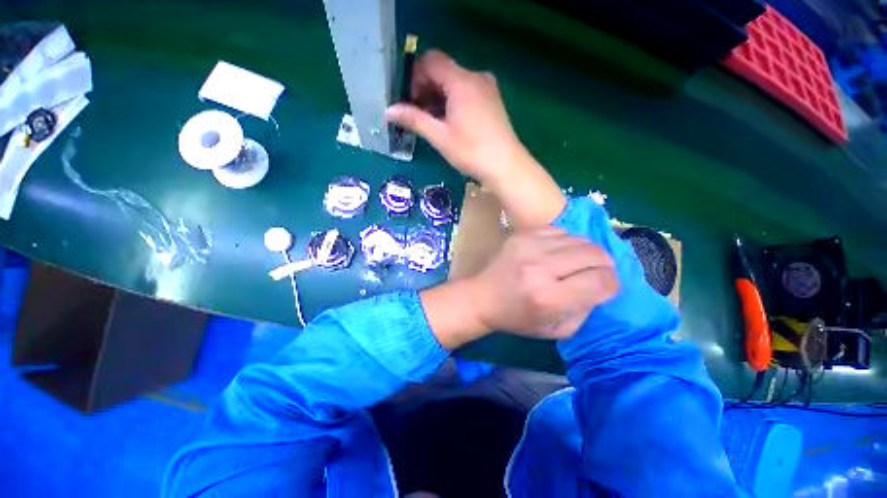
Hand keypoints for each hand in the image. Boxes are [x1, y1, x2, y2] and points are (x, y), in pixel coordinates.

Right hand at [386, 50, 524, 183]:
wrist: (506, 166)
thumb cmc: (471, 151)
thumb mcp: (440, 137)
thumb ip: (414, 119)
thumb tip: (389, 111)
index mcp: (461, 81)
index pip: (430, 61)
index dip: (415, 78)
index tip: (411, 103)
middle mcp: (475, 76)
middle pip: (442, 71)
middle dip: (426, 89)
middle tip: (419, 116)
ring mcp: (487, 87)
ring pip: (454, 82)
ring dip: (439, 98)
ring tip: (433, 123)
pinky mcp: (492, 100)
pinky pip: (467, 91)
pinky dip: (453, 102)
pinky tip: (450, 123)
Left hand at [421, 228, 617, 348]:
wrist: (482, 297)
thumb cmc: (517, 318)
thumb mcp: (556, 329)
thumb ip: (585, 310)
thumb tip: (602, 285)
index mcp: (548, 297)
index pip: (602, 281)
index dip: (612, 284)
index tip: (605, 287)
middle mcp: (540, 267)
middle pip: (595, 254)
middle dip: (604, 265)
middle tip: (596, 273)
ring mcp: (529, 246)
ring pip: (580, 239)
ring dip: (585, 253)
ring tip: (575, 264)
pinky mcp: (522, 235)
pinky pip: (560, 230)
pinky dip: (566, 242)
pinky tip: (557, 253)